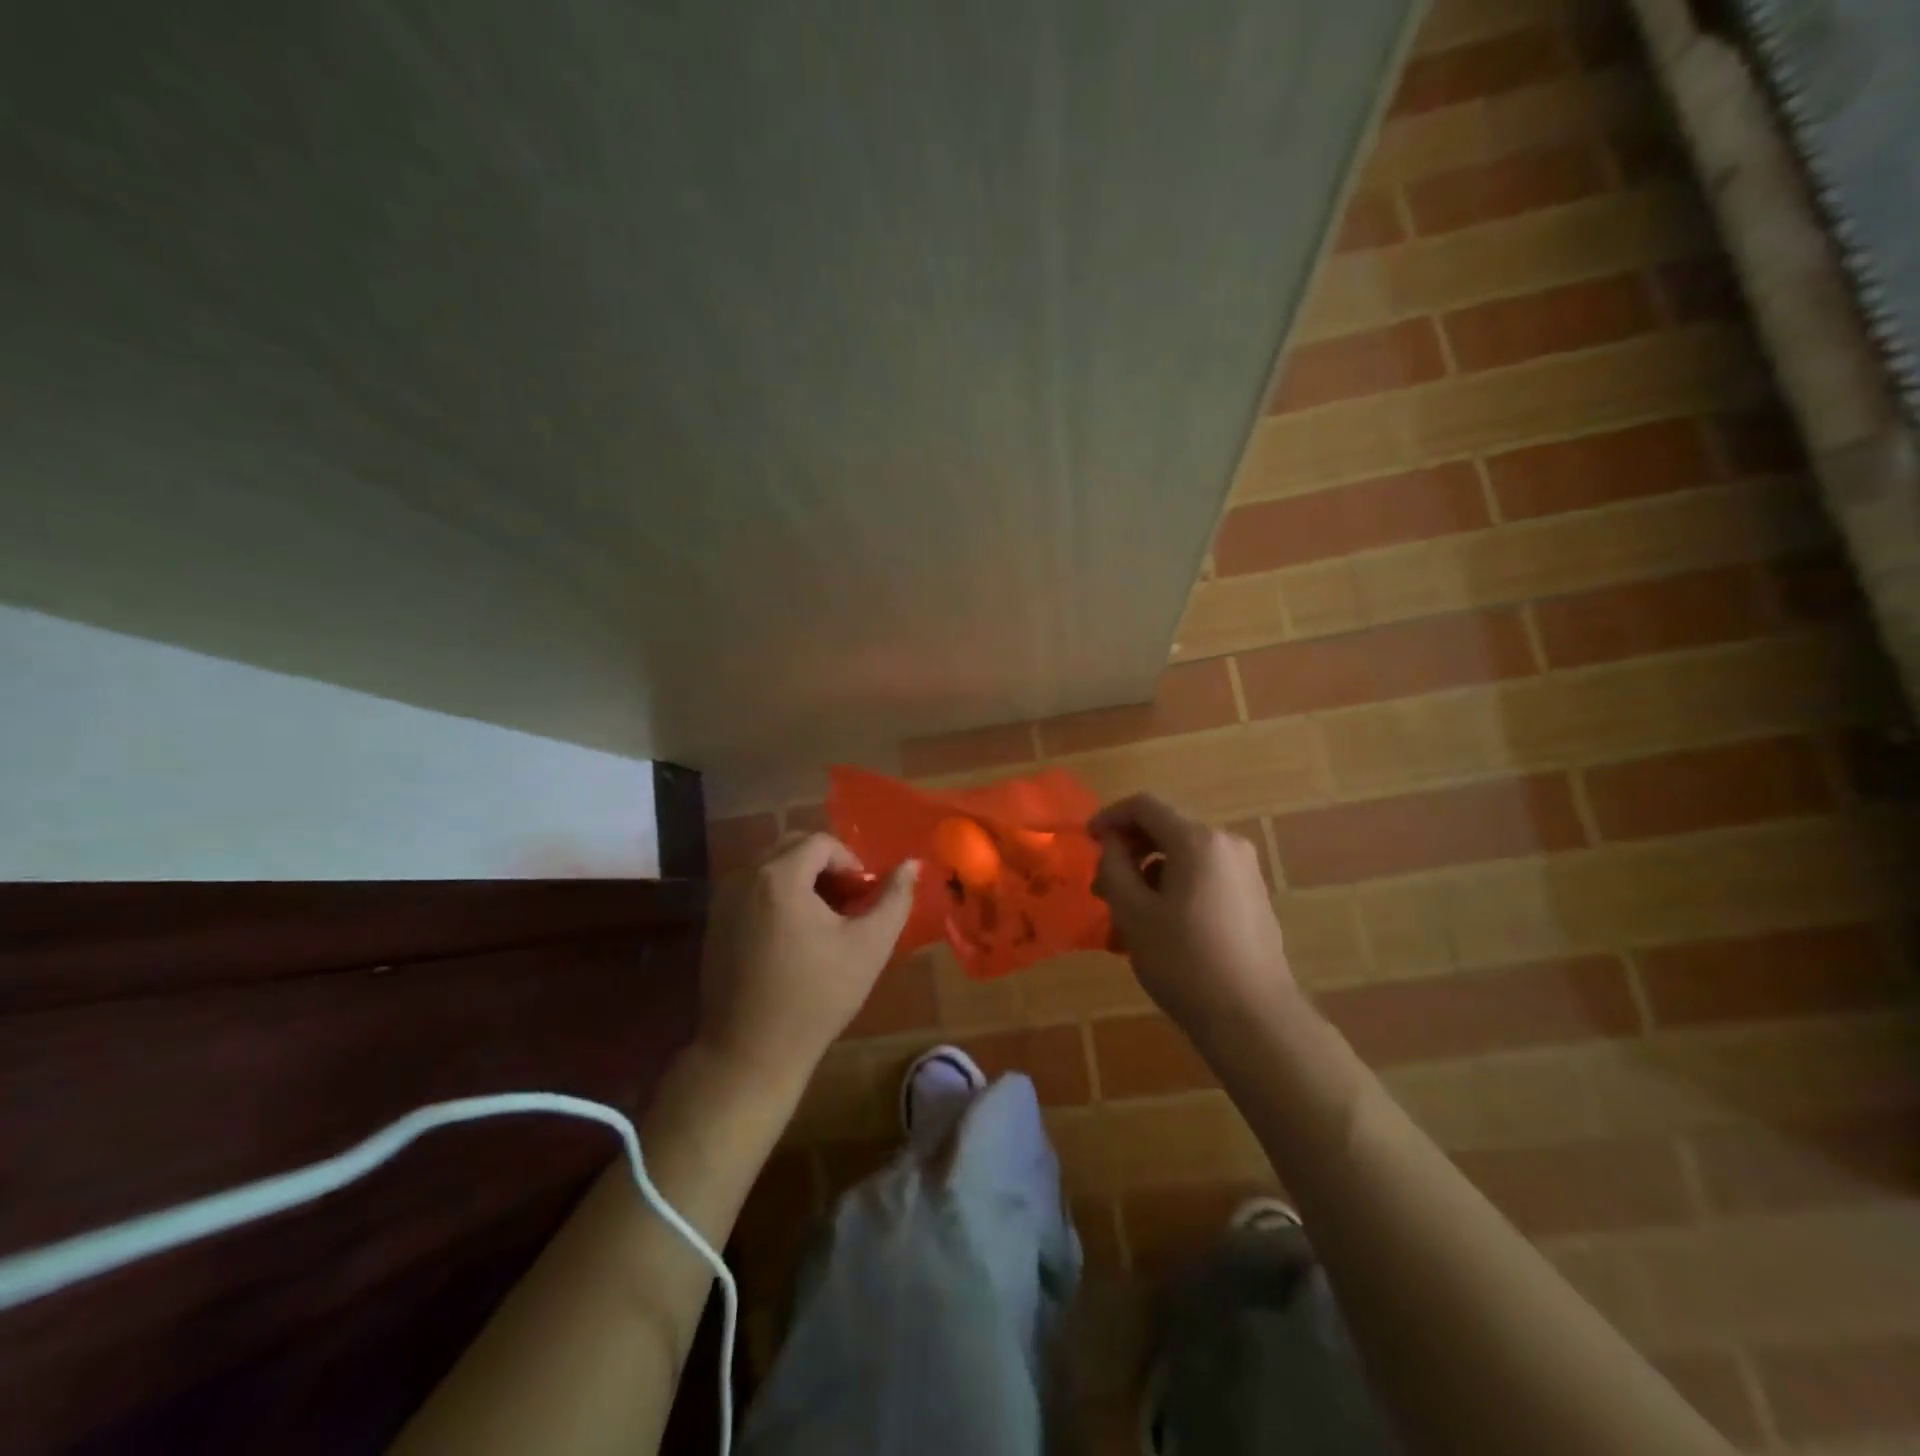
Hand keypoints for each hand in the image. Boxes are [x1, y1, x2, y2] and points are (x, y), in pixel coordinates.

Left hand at [697, 831, 918, 1093]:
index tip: (863, 897)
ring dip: (802, 880)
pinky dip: (778, 896)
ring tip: (824, 920)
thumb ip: (895, 898)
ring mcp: (723, 900)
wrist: (750, 1053)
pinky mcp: (714, 923)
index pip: (822, 843)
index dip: (850, 863)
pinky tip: (794, 937)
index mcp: (780, 877)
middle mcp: (745, 876)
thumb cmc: (816, 997)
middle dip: (826, 867)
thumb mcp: (869, 946)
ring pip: (771, 867)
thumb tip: (912, 864)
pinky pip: (753, 890)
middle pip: (793, 847)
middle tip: (848, 903)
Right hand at [1090, 793, 1297, 1050]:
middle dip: (1128, 852)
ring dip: (1147, 876)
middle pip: (1165, 830)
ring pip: (1182, 858)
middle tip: (1101, 888)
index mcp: (1198, 840)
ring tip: (1124, 918)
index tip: (1086, 842)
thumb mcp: (1133, 913)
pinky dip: (1173, 890)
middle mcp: (1226, 845)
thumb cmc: (1184, 961)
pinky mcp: (1252, 899)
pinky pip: (1203, 879)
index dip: (1109, 817)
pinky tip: (1157, 930)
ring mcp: (1244, 872)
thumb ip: (1114, 867)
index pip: (1145, 806)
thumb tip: (1111, 844)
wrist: (1253, 1018)